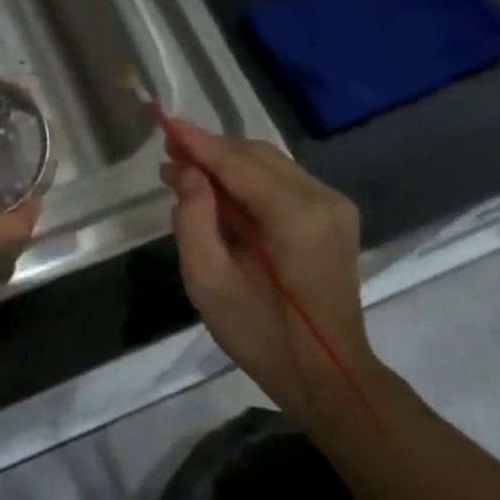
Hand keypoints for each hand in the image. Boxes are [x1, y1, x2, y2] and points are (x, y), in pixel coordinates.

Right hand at [161, 119, 368, 414]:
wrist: (327, 375)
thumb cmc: (262, 336)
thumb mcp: (210, 283)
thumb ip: (193, 220)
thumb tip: (186, 173)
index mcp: (296, 216)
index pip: (238, 163)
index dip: (198, 143)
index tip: (163, 124)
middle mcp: (323, 199)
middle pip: (257, 156)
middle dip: (211, 153)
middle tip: (169, 160)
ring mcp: (335, 207)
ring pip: (272, 166)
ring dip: (229, 167)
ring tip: (186, 176)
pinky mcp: (335, 219)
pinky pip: (285, 185)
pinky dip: (250, 183)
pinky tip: (222, 197)